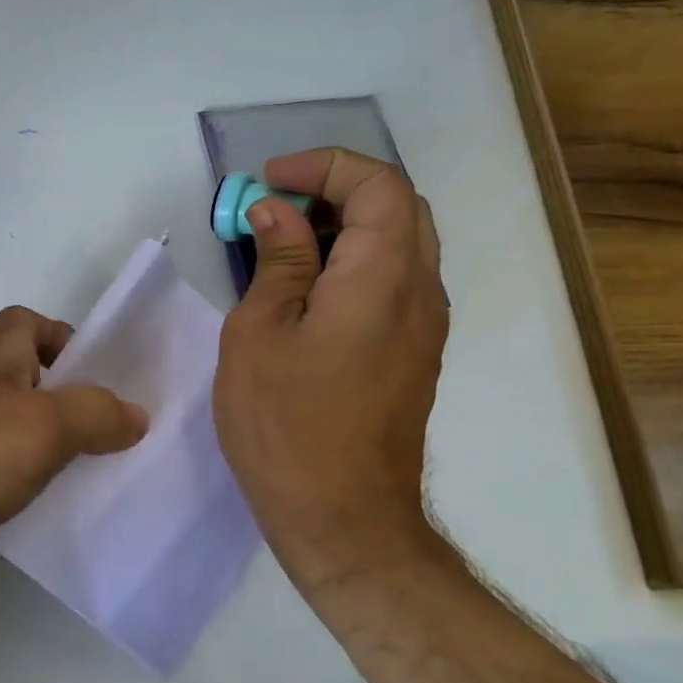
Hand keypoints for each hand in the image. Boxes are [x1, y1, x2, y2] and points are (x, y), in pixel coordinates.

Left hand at [0, 306, 147, 602]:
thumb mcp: (41, 428)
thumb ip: (95, 415)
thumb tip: (135, 414)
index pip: (31, 323)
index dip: (68, 341)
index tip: (102, 381)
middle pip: (25, 377)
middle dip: (67, 401)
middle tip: (107, 437)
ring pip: (7, 424)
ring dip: (42, 444)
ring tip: (82, 477)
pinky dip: (12, 479)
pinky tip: (32, 508)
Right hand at [214, 148, 448, 589]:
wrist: (343, 516)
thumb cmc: (285, 423)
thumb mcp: (259, 334)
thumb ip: (276, 263)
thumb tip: (276, 212)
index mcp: (382, 278)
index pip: (378, 184)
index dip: (323, 167)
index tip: (268, 183)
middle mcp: (420, 292)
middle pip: (398, 207)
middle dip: (335, 190)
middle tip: (275, 209)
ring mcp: (424, 326)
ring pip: (400, 244)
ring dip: (345, 227)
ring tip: (282, 247)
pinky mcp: (413, 354)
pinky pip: (394, 282)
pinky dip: (354, 263)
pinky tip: (306, 292)